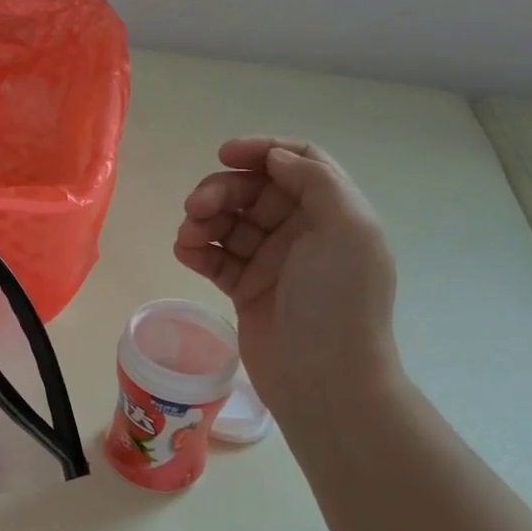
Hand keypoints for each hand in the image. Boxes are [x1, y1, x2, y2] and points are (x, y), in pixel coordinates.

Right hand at [175, 137, 400, 416]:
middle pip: (253, 190)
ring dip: (203, 219)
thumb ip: (315, 181)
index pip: (296, 162)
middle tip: (196, 207)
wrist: (324, 379)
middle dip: (221, 190)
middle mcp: (301, 231)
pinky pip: (214, 257)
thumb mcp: (347, 230)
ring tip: (188, 236)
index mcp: (331, 212)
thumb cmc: (339, 301)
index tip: (225, 154)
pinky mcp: (244, 288)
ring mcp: (271, 261)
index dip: (262, 151)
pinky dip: (196, 249)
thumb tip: (275, 159)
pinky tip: (184, 252)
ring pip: (228, 222)